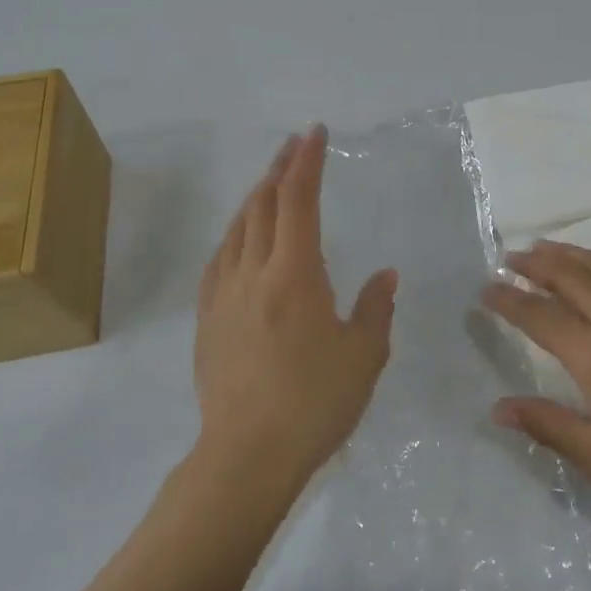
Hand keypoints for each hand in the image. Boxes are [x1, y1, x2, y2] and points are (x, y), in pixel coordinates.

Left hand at [195, 126, 395, 485]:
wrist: (246, 456)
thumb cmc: (315, 403)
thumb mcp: (363, 355)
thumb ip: (376, 307)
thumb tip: (384, 275)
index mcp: (294, 274)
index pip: (298, 201)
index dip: (307, 162)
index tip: (314, 134)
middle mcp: (253, 272)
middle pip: (262, 205)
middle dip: (279, 168)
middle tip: (294, 144)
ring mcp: (222, 295)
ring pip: (237, 229)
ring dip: (255, 197)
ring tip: (271, 181)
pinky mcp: (206, 319)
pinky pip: (219, 259)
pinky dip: (235, 234)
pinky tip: (240, 238)